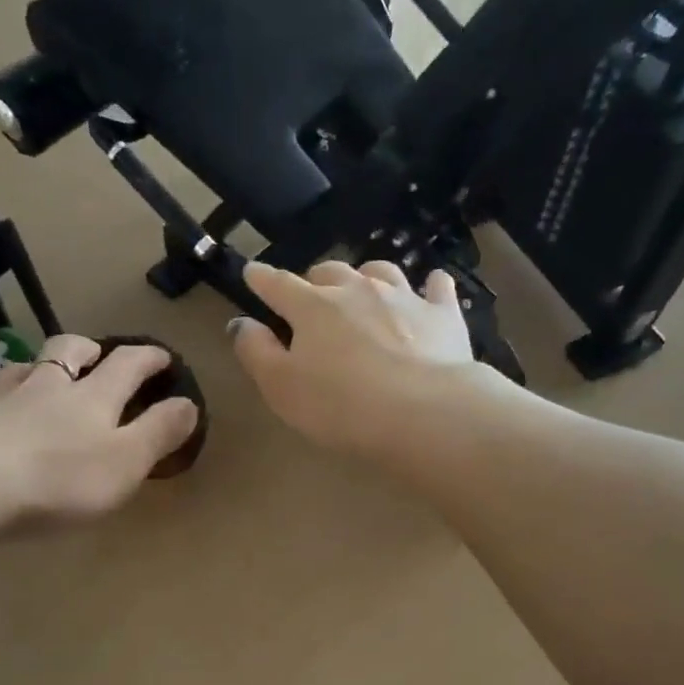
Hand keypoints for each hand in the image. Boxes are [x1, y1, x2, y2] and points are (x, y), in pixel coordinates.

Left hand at [0, 334, 197, 520]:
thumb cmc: (63, 477)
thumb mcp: (128, 459)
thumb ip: (159, 432)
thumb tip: (188, 403)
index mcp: (93, 397)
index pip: (127, 365)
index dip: (148, 358)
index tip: (163, 356)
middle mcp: (46, 390)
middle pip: (65, 353)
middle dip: (87, 349)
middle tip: (96, 352)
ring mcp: (0, 405)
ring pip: (18, 372)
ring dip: (31, 367)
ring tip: (36, 372)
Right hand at [232, 259, 482, 455]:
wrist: (423, 412)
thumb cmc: (341, 406)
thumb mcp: (281, 388)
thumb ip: (256, 352)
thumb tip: (241, 323)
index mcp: (312, 308)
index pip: (278, 285)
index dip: (261, 279)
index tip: (252, 273)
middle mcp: (357, 290)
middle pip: (330, 272)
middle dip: (316, 281)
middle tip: (312, 299)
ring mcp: (403, 298)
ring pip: (380, 272)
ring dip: (366, 277)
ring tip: (364, 290)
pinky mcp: (442, 315)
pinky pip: (436, 288)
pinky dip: (429, 286)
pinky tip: (430, 287)